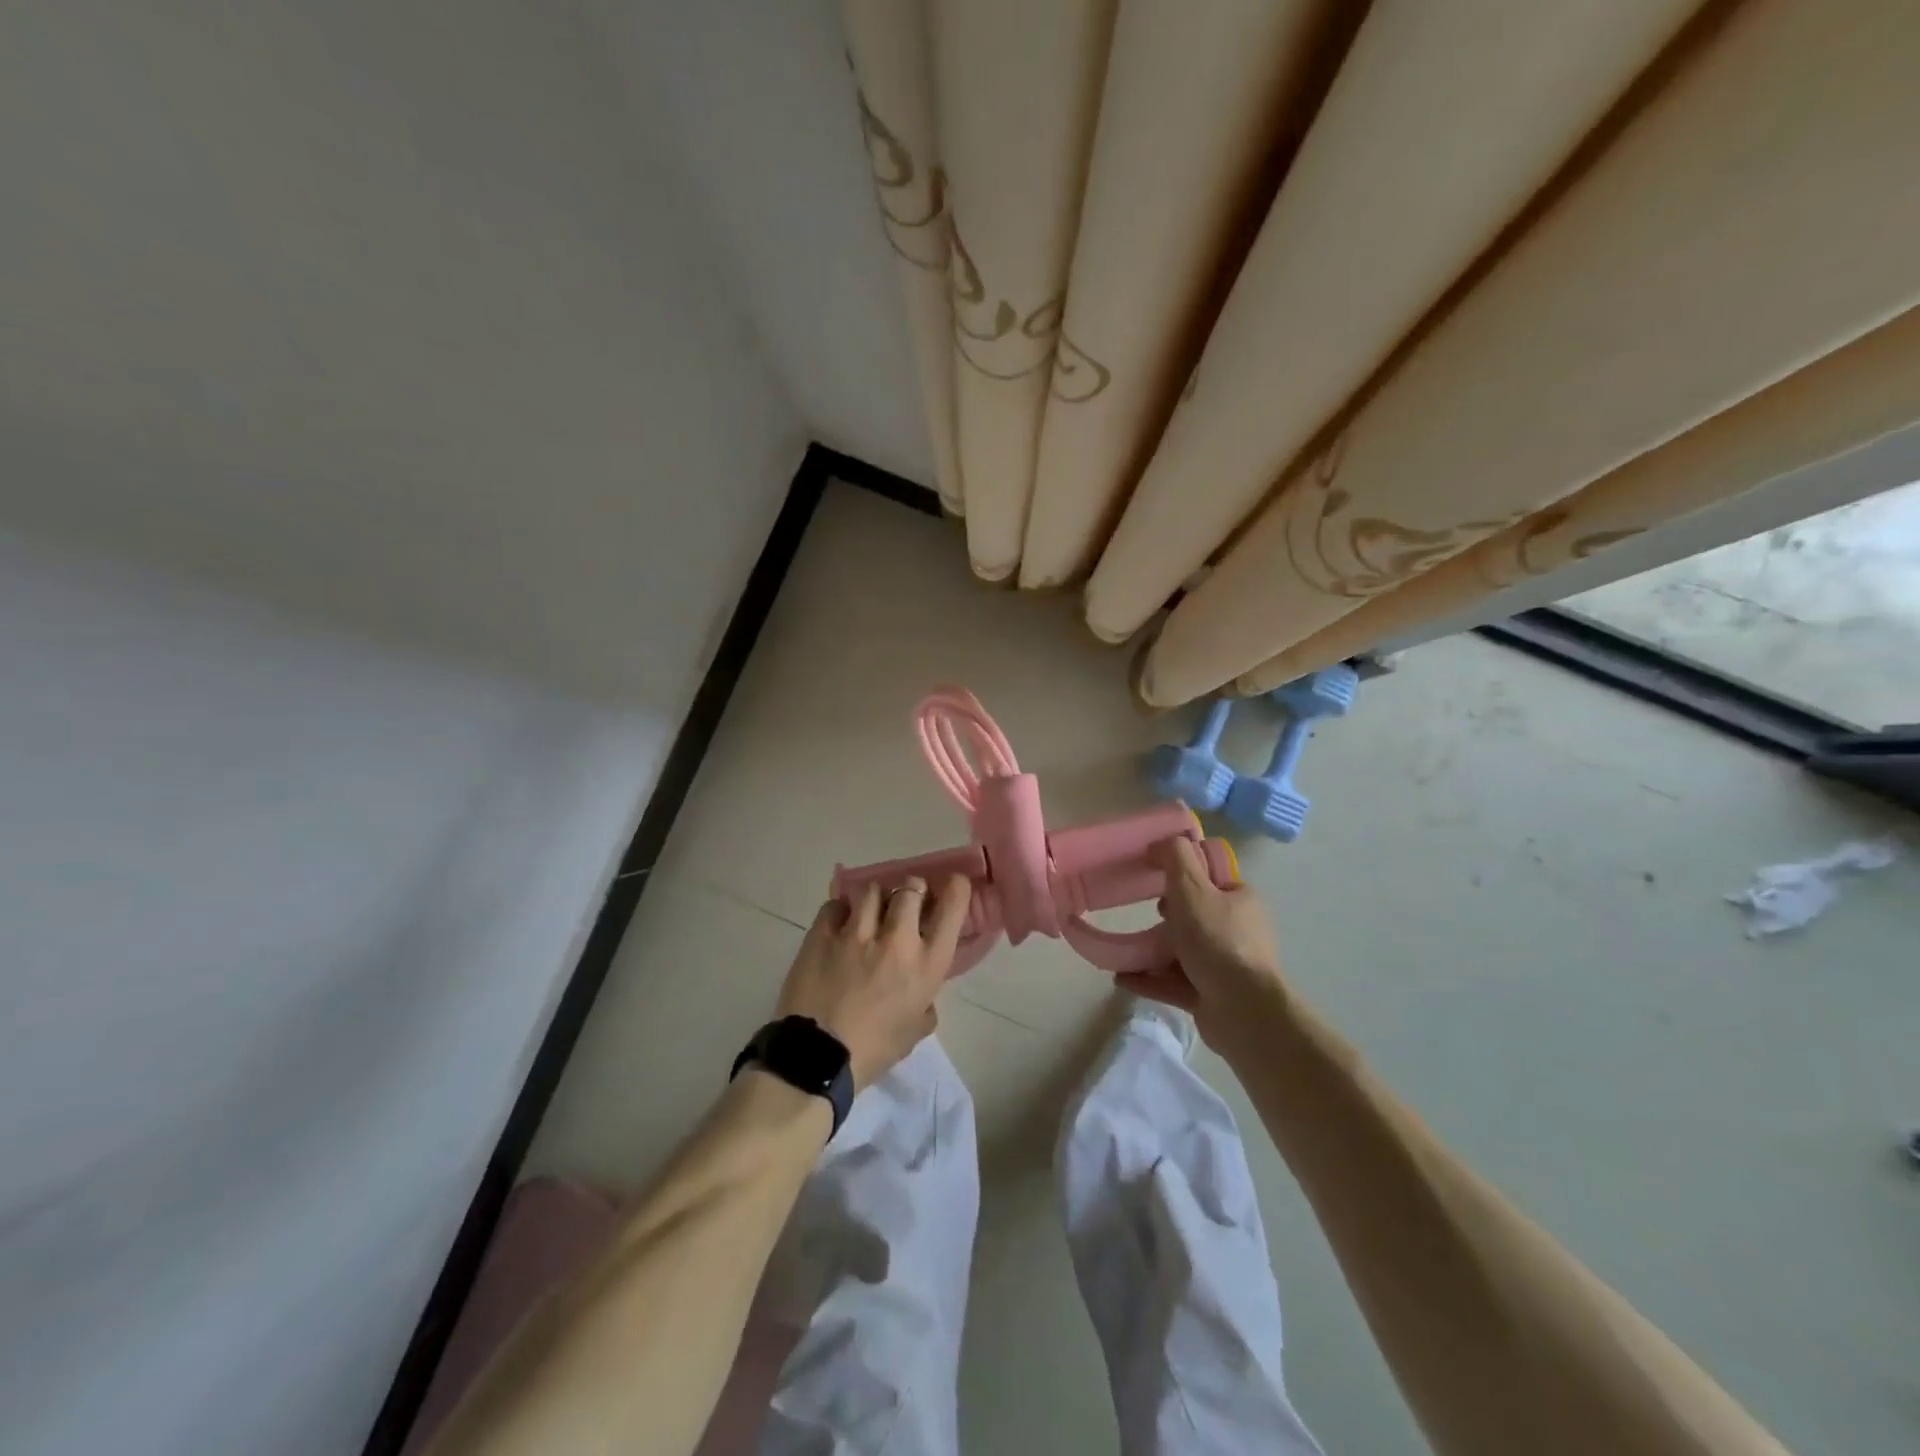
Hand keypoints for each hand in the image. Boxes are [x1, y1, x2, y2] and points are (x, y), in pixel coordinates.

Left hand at [775, 875, 971, 1089]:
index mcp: (927, 963)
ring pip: (873, 890)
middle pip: (911, 888)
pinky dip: (841, 910)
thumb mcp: (915, 1031)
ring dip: (876, 899)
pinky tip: (840, 924)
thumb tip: (922, 996)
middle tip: (905, 904)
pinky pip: (836, 904)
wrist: (817, 1058)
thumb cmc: (873, 1051)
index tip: (952, 885)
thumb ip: (925, 1004)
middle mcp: (897, 938)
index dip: (955, 888)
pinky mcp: (822, 933)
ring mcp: (856, 932)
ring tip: (869, 912)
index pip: (952, 906)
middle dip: (911, 891)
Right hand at [1118, 838, 1291, 1052]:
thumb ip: (1175, 858)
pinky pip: (1174, 982)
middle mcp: (1237, 931)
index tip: (1155, 878)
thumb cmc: (1217, 941)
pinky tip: (1122, 977)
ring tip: (1123, 951)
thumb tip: (1162, 842)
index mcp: (1240, 900)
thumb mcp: (1192, 888)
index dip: (1182, 875)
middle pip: (1194, 916)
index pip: (1210, 879)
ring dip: (1151, 951)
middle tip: (1146, 915)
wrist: (1243, 1012)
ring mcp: (1225, 967)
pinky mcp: (1211, 996)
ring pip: (1181, 952)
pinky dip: (1149, 978)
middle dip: (1166, 917)